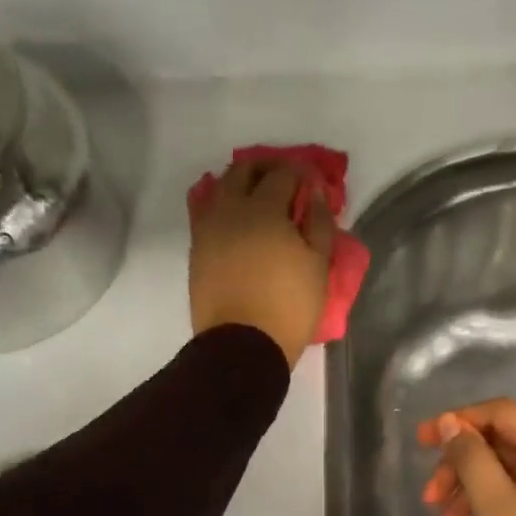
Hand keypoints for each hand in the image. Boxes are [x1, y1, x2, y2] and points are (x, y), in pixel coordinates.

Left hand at [189, 160, 333, 368]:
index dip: (300, 173)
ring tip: (258, 201)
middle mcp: (230, 209)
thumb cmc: (288, 307)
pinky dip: (223, 208)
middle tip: (284, 183)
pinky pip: (207, 215)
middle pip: (243, 171)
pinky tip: (237, 222)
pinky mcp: (197, 251)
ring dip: (240, 185)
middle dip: (266, 169)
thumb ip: (319, 223)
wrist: (242, 346)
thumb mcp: (318, 267)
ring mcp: (208, 229)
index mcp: (264, 209)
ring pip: (220, 190)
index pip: (282, 174)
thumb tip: (315, 193)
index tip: (312, 183)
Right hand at [419, 400, 515, 515]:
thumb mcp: (499, 510)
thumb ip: (471, 461)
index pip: (503, 414)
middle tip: (430, 496)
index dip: (458, 422)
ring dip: (474, 487)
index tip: (421, 442)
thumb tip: (450, 424)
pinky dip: (496, 503)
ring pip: (513, 471)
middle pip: (507, 442)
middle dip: (463, 464)